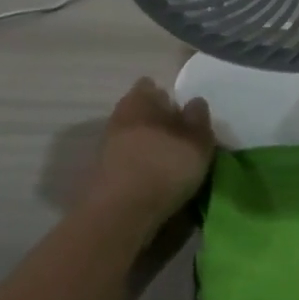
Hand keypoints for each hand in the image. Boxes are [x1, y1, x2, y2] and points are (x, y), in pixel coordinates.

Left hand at [86, 77, 215, 231]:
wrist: (119, 213)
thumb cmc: (163, 166)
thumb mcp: (196, 142)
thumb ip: (198, 119)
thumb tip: (195, 102)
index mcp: (139, 99)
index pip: (150, 86)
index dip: (167, 98)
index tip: (183, 116)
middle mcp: (119, 116)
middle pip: (140, 112)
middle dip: (157, 123)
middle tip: (180, 142)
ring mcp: (106, 146)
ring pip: (132, 138)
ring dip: (147, 147)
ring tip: (169, 167)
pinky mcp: (100, 173)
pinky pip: (124, 161)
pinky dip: (137, 168)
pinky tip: (152, 183)